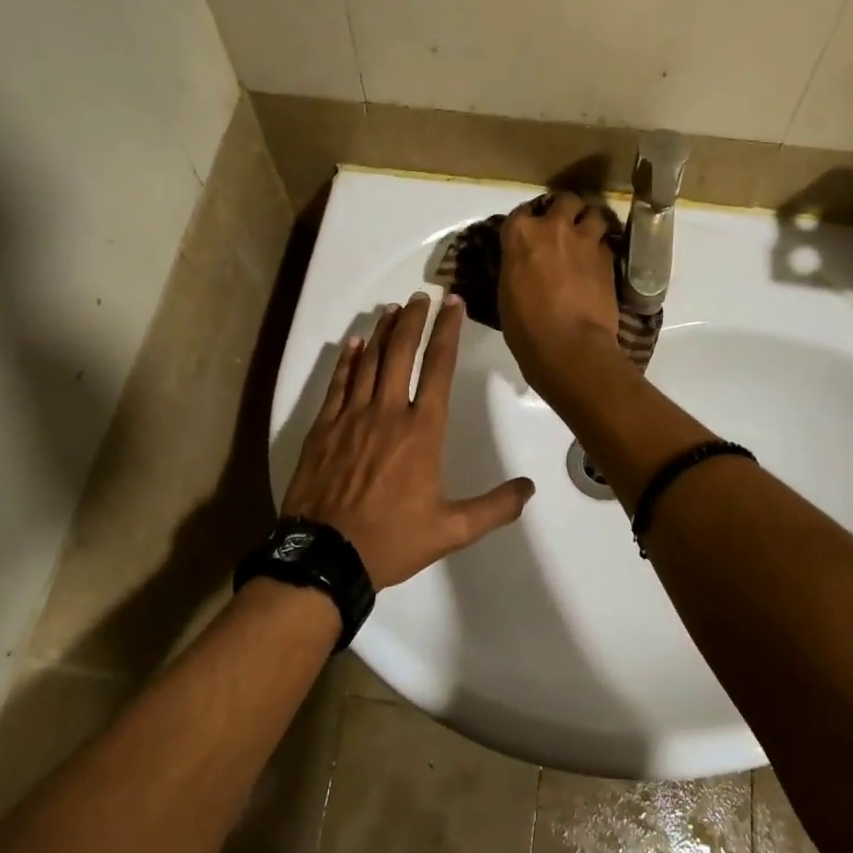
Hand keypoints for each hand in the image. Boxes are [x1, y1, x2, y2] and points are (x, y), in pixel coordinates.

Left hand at [281, 292, 534, 589]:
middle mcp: (387, 413)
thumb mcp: (452, 530)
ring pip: (369, 362)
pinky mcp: (323, 428)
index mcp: (422, 431)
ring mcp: (351, 417)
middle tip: (420, 296)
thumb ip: (494, 508)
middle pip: (401, 353)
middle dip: (413, 321)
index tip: (452, 304)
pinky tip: (355, 343)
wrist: (325, 556)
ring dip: (383, 332)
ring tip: (393, 309)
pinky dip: (348, 360)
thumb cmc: (392, 539)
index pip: (438, 368)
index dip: (447, 332)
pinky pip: (338, 384)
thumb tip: (529, 488)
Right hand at [499, 191, 623, 396]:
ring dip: (588, 223)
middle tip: (563, 227)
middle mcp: (553, 227)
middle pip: (565, 200)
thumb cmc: (525, 326)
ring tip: (585, 239)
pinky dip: (600, 249)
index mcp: (520, 233)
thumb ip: (517, 265)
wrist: (569, 345)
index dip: (529, 220)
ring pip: (593, 214)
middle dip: (565, 210)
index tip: (531, 231)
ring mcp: (585, 240)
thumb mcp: (507, 291)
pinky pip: (605, 243)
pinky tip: (597, 263)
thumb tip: (525, 264)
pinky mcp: (609, 258)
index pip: (522, 211)